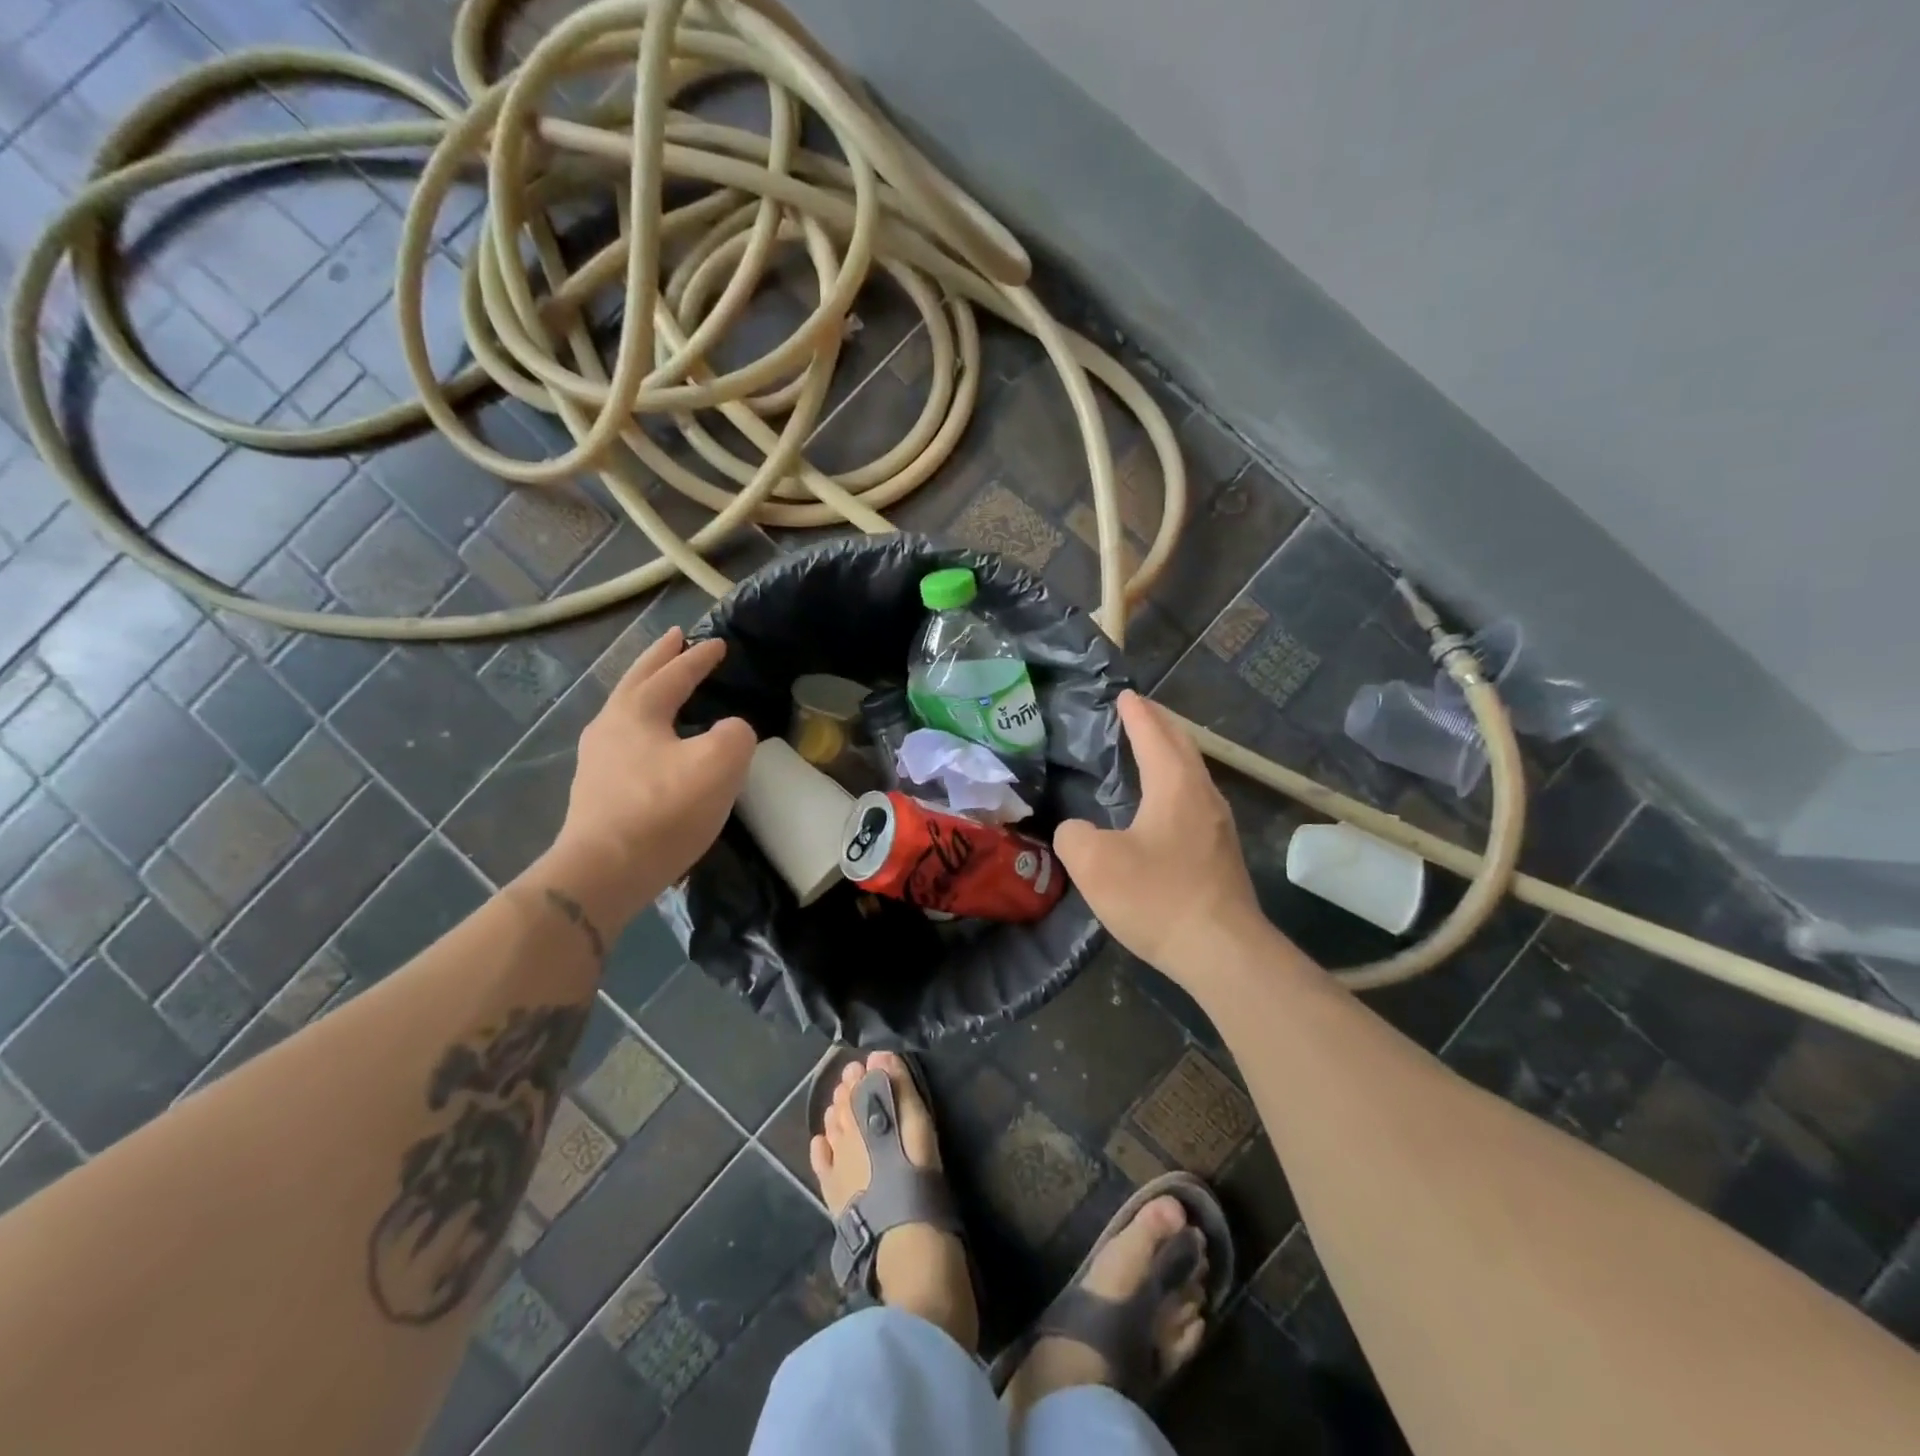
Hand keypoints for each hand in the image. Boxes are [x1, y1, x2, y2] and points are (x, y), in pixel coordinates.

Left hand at [540, 627, 755, 927]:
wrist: (605, 872)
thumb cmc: (664, 810)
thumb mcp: (719, 765)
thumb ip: (735, 735)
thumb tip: (729, 730)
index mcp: (637, 712)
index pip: (674, 674)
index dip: (699, 658)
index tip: (719, 643)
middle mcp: (610, 727)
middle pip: (637, 681)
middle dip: (659, 658)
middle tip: (675, 637)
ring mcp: (597, 760)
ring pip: (626, 710)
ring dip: (647, 690)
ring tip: (664, 686)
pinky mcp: (598, 791)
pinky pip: (625, 741)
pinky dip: (644, 725)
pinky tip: (655, 743)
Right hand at [1055, 692, 1264, 978]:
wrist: (1222, 952)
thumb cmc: (1157, 897)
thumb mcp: (1094, 864)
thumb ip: (1074, 836)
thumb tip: (1078, 832)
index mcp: (1175, 786)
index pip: (1154, 735)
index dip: (1136, 714)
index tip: (1125, 695)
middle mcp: (1204, 796)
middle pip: (1183, 747)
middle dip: (1160, 725)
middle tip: (1139, 712)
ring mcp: (1219, 826)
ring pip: (1194, 774)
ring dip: (1172, 755)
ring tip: (1150, 751)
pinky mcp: (1222, 854)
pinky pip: (1195, 801)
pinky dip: (1177, 784)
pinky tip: (1163, 805)